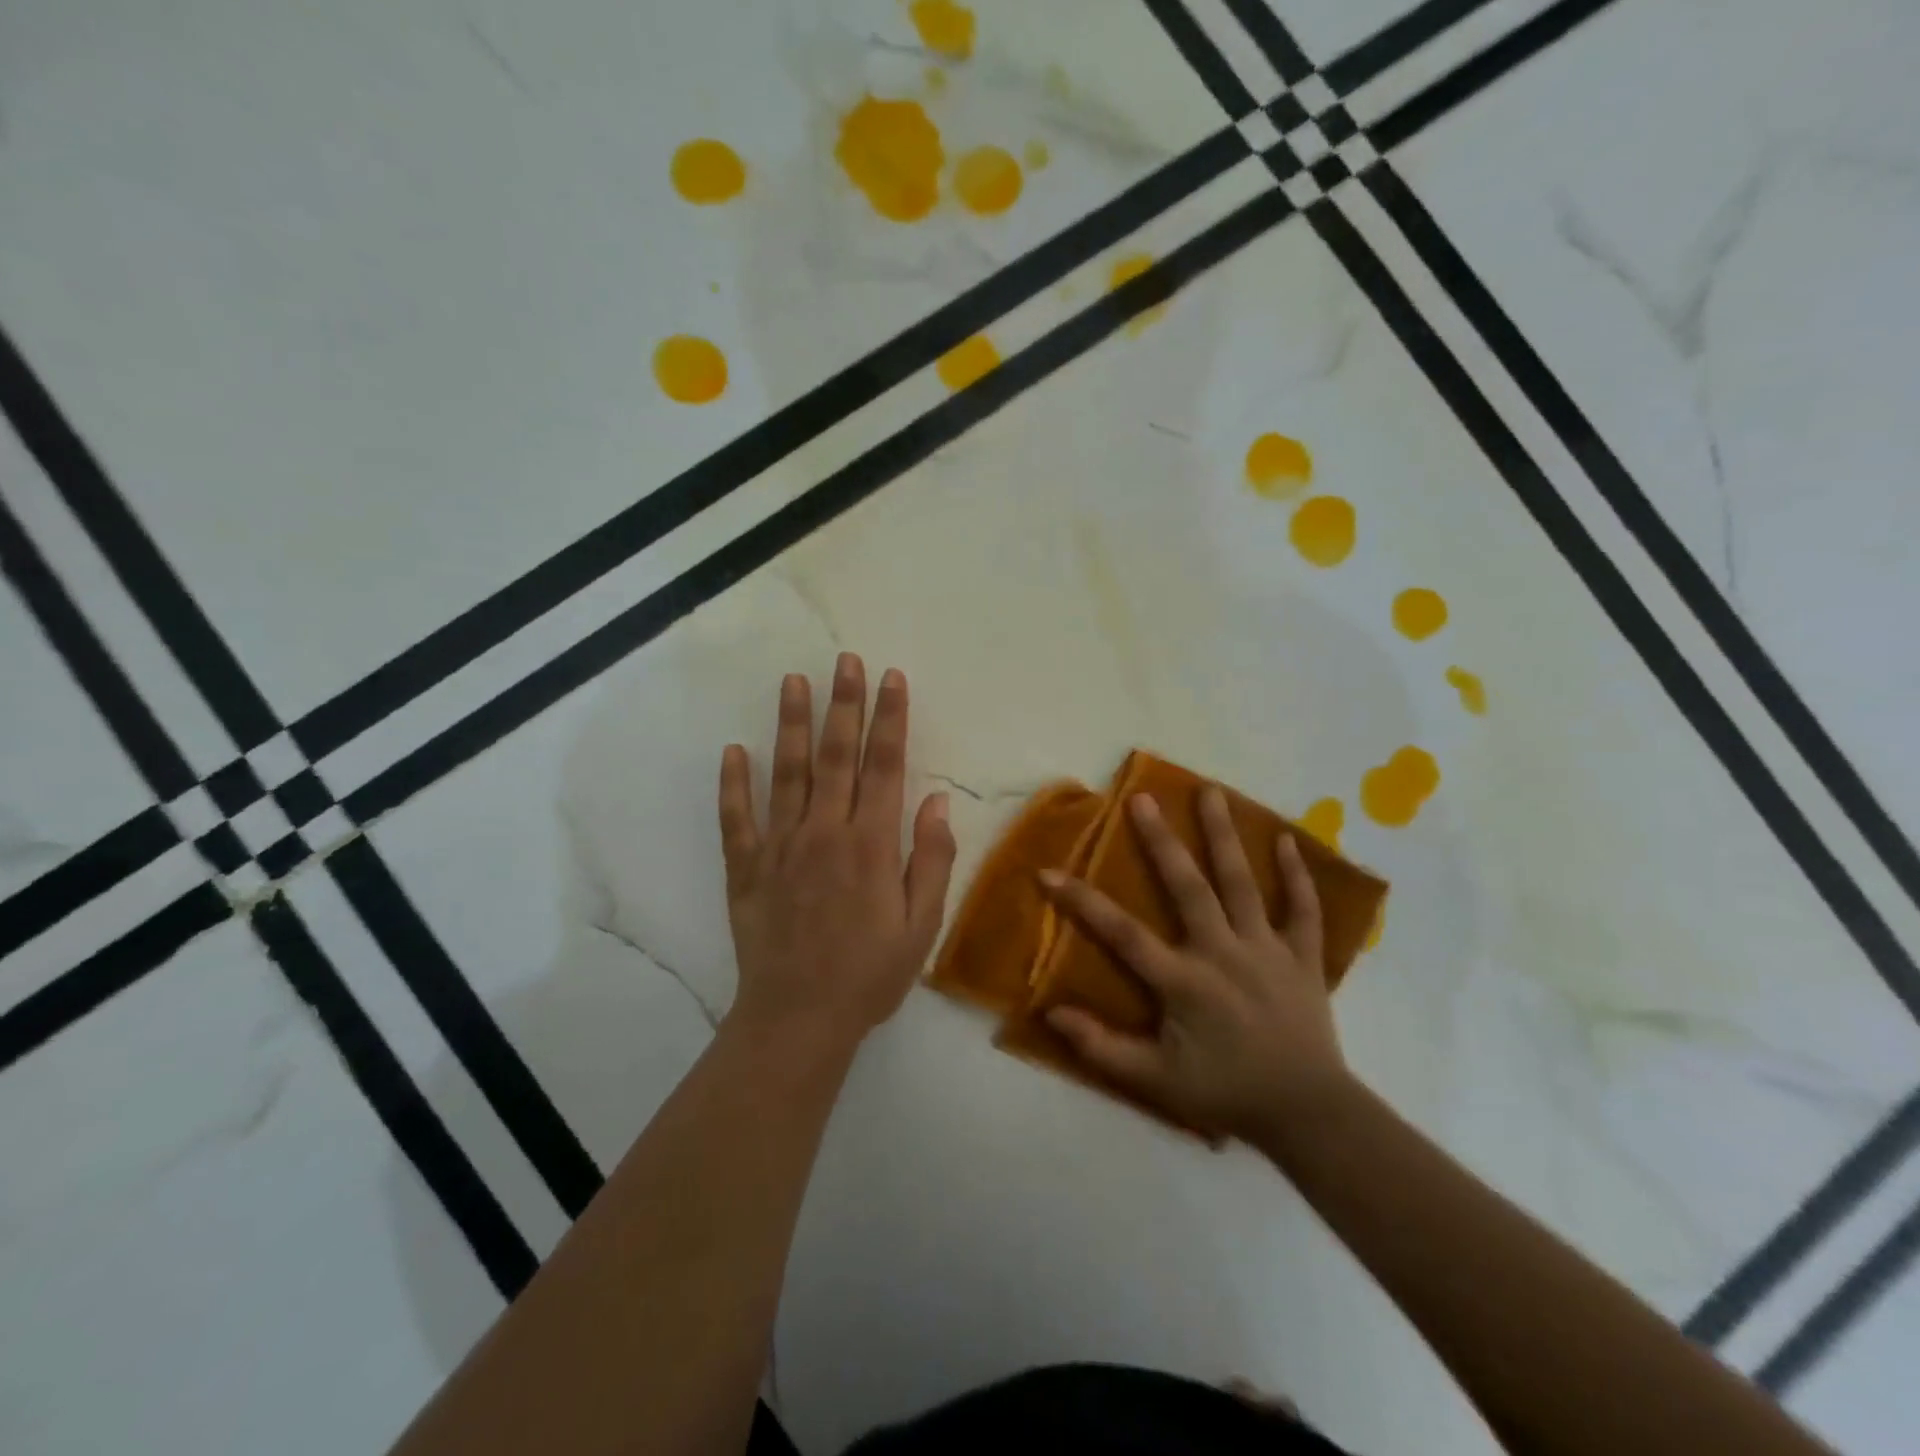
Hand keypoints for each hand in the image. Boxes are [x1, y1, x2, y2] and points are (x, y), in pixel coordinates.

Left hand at [718, 653, 955, 1049]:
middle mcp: (825, 833)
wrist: (798, 1021)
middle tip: (845, 660)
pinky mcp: (746, 869)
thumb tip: (937, 803)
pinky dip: (733, 783)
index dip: (890, 719)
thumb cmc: (869, 975)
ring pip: (786, 773)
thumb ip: (932, 860)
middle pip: (836, 756)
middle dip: (844, 704)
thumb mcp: (921, 926)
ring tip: (792, 681)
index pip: (884, 766)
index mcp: (871, 845)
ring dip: (790, 724)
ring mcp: (780, 847)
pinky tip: (733, 750)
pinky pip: (737, 818)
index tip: (892, 678)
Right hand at [1042, 787, 1352, 1142]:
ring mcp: (1266, 949)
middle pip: (1188, 887)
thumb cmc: (1226, 1092)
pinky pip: (1303, 910)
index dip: (1083, 902)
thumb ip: (1102, 1047)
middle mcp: (1223, 951)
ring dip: (1224, 836)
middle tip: (1142, 799)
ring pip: (1243, 883)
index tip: (1049, 872)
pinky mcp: (1303, 957)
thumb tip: (1051, 1013)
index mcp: (1184, 980)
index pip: (1123, 933)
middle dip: (1161, 841)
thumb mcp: (1155, 1081)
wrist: (1307, 1114)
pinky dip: (1298, 876)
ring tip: (1210, 792)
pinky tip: (1288, 839)